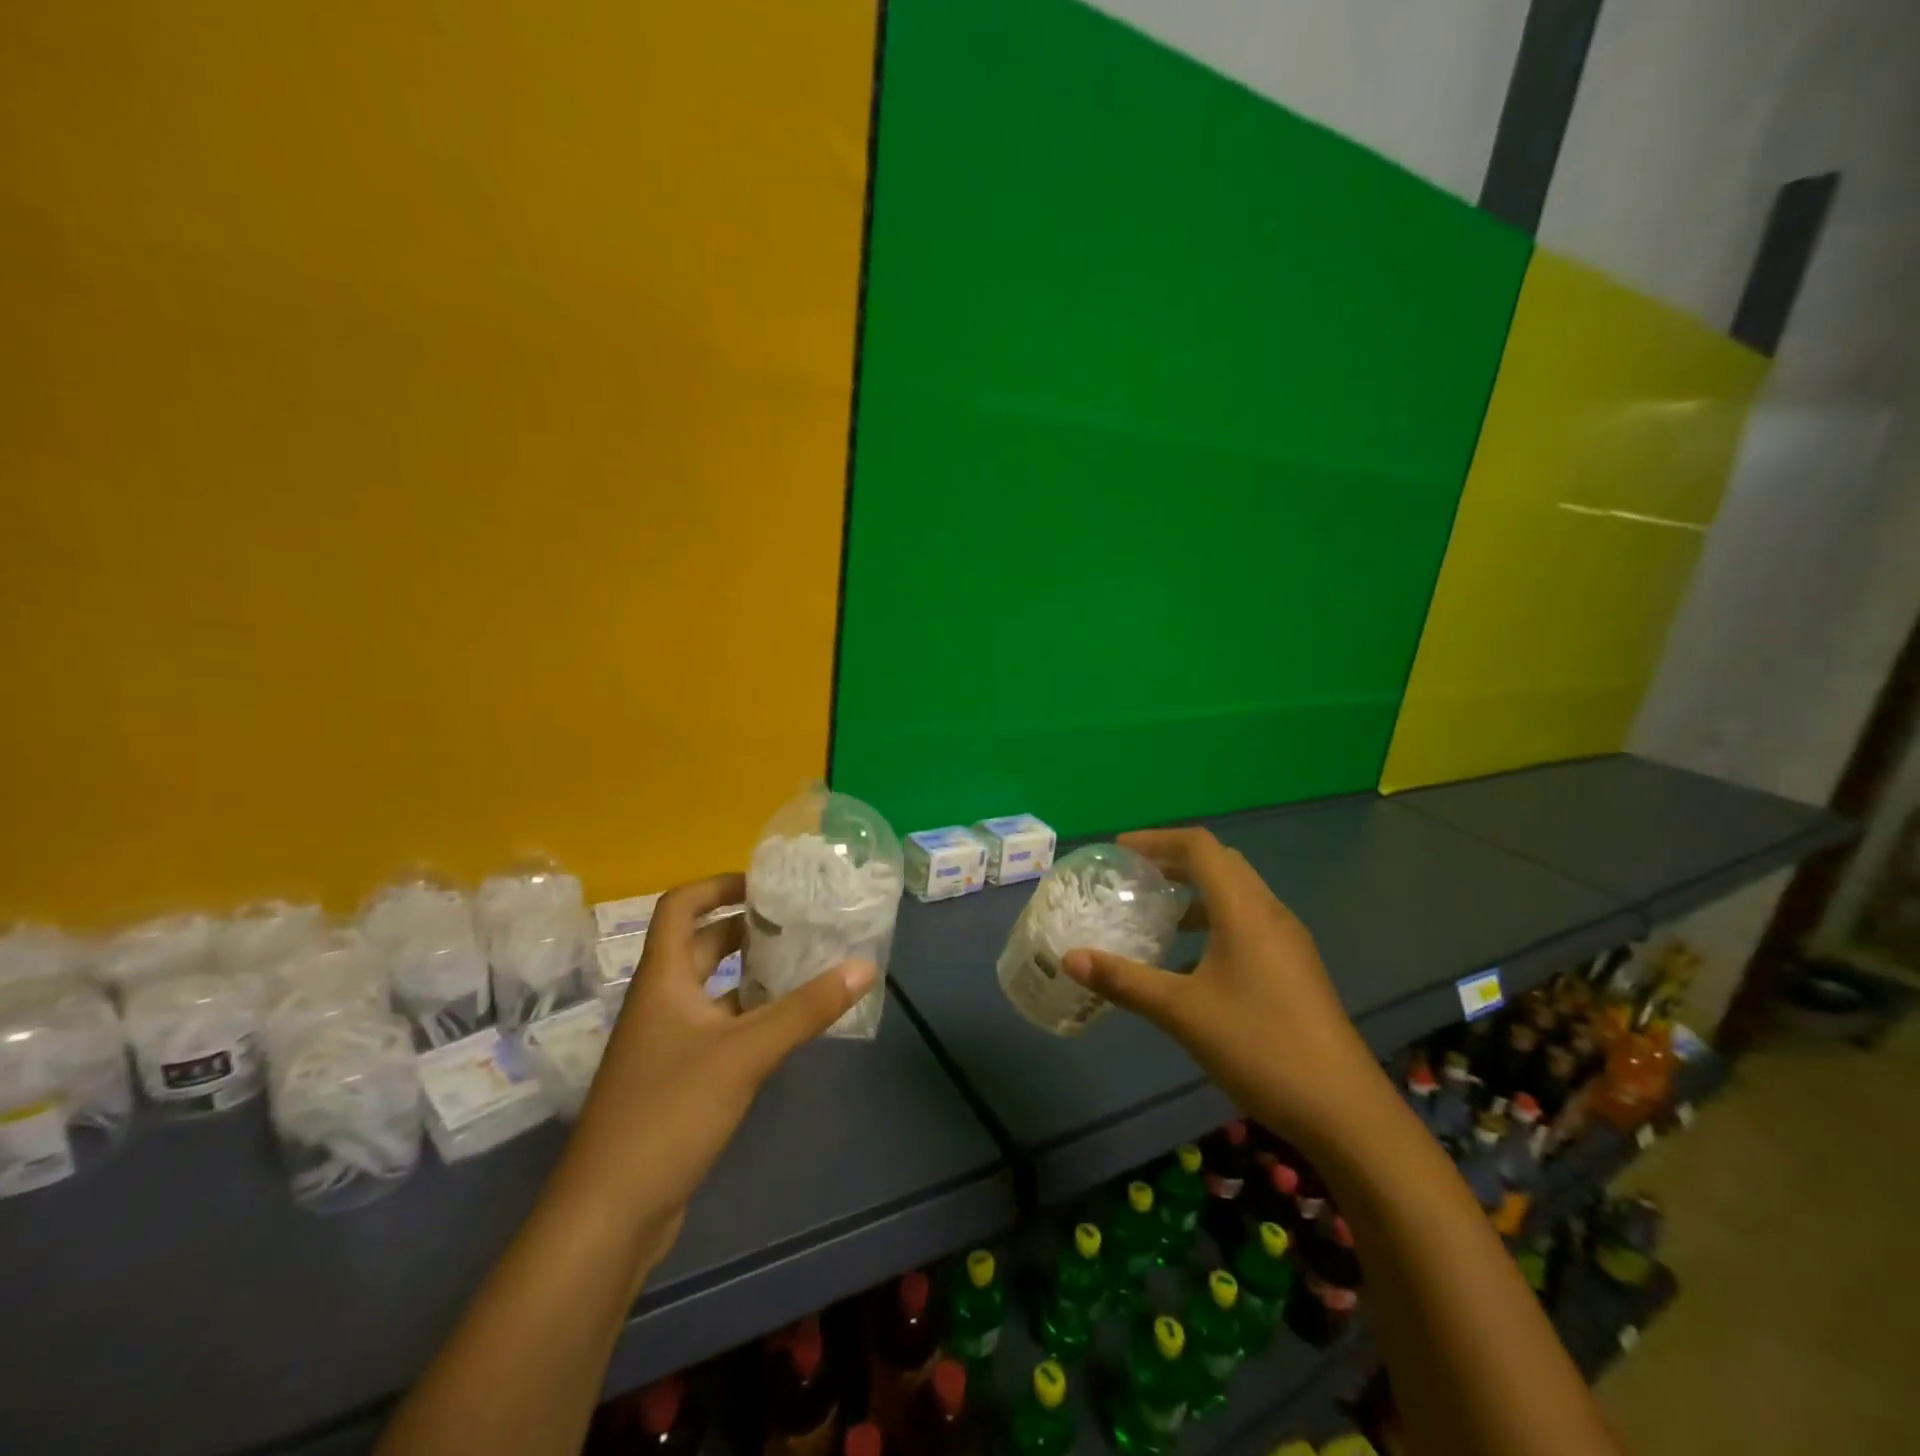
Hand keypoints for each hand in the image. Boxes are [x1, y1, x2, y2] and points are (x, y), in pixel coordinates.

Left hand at [557, 873, 875, 1269]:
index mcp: (662, 980)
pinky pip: (716, 1029)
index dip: (717, 884)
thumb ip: (806, 1009)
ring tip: (802, 965)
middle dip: (744, 928)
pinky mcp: (676, 1080)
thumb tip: (863, 966)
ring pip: (711, 990)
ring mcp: (665, 1044)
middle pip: (699, 946)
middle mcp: (659, 1003)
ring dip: (750, 974)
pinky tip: (784, 1025)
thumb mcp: (745, 1053)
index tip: (764, 883)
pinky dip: (748, 1017)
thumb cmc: (669, 1112)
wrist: (609, 1213)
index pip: (679, 907)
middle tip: (796, 922)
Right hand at [1061, 828, 1384, 1149]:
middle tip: (1135, 876)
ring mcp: (1288, 942)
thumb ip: (1124, 981)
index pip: (1201, 847)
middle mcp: (1271, 914)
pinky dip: (1215, 920)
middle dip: (1176, 861)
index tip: (1119, 850)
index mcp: (1245, 910)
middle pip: (1222, 864)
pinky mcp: (1295, 969)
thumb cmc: (1259, 1046)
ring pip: (1238, 894)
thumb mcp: (1181, 1012)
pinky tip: (1192, 960)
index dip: (1157, 840)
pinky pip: (1249, 922)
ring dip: (1197, 892)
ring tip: (1158, 914)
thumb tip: (1070, 958)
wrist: (1344, 1110)